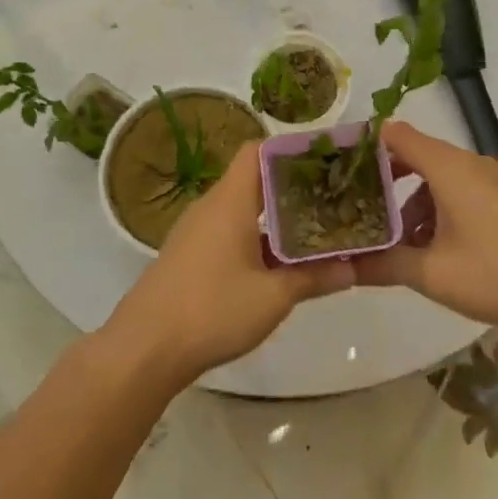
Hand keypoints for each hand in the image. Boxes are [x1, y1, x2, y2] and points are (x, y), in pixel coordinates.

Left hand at [104, 144, 353, 389]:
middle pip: (254, 179)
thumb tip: (353, 268)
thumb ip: (314, 277)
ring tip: (315, 228)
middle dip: (293, 186)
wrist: (144, 348)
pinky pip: (229, 231)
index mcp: (230, 201)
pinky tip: (280, 262)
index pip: (258, 151)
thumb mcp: (273, 297)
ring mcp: (197, 231)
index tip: (325, 161)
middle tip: (332, 197)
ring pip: (243, 208)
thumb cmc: (212, 310)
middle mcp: (211, 206)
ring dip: (276, 216)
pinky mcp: (190, 255)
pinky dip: (257, 237)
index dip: (290, 150)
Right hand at [353, 121, 497, 340]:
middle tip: (355, 205)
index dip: (365, 145)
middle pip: (415, 155)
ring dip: (411, 201)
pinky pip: (458, 190)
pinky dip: (436, 208)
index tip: (338, 167)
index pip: (396, 135)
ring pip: (437, 176)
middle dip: (383, 179)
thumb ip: (382, 264)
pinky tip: (431, 247)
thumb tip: (341, 266)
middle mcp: (469, 163)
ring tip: (392, 238)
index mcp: (449, 167)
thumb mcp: (431, 274)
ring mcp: (491, 181)